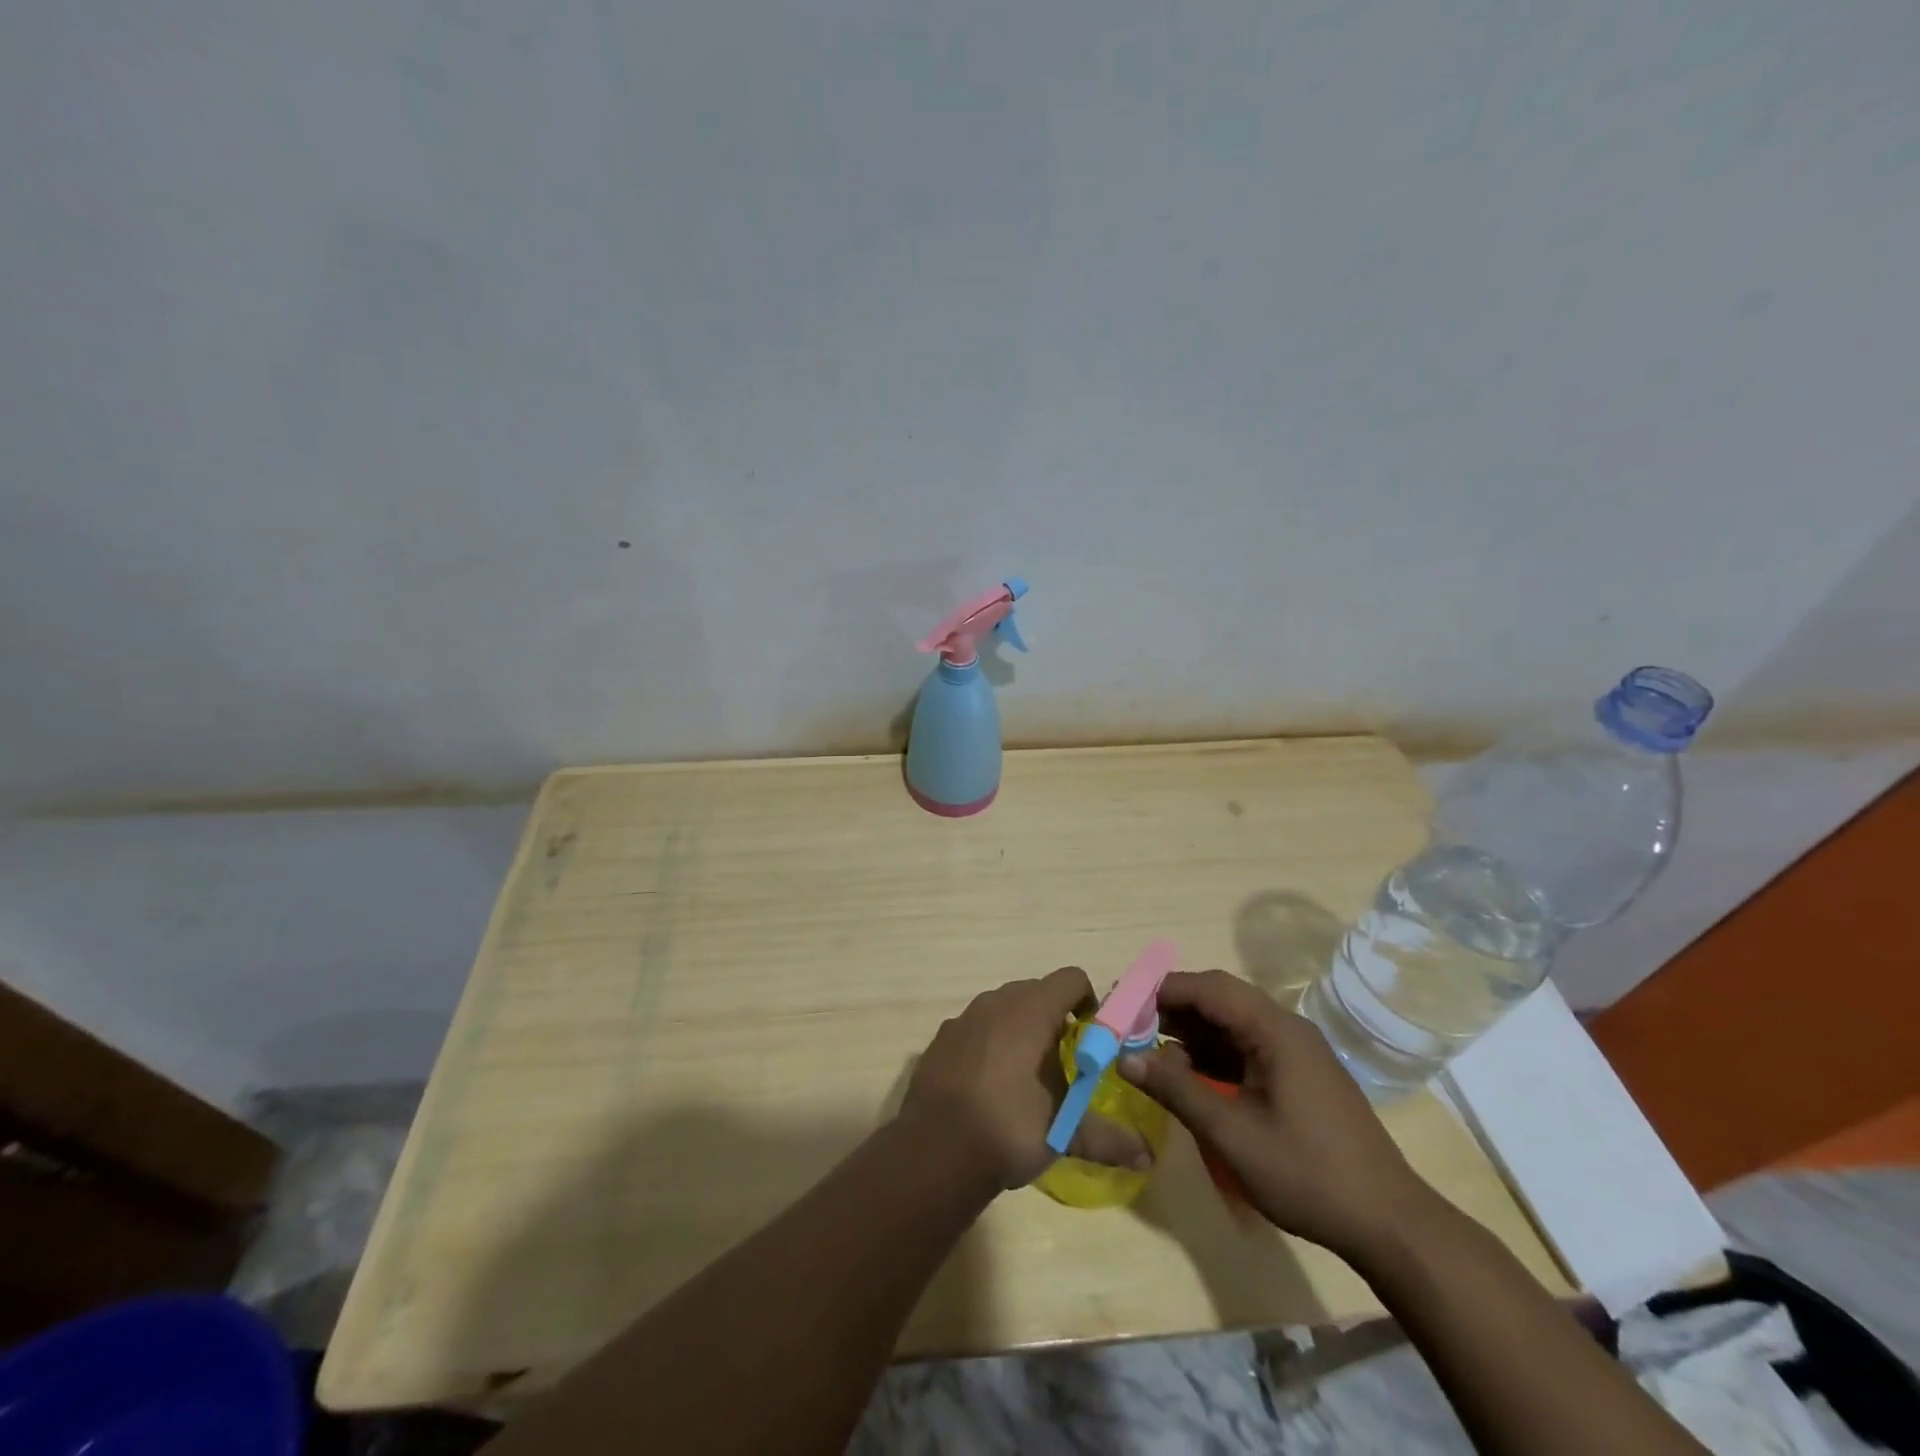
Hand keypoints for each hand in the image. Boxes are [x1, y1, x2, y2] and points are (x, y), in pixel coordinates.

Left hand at [900, 967, 1154, 1189]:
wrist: (935, 1149)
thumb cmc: (1009, 1127)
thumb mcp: (1064, 1132)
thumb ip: (1106, 1137)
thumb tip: (1147, 1157)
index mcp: (1031, 1009)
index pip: (1071, 979)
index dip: (1089, 1002)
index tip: (1092, 1036)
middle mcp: (997, 1001)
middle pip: (1036, 991)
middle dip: (1055, 1017)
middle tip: (1064, 1060)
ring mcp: (964, 1017)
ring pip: (1004, 1008)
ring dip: (1021, 1029)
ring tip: (1027, 1075)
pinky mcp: (942, 1037)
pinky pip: (976, 1027)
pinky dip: (989, 1043)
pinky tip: (989, 1084)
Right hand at [1118, 970, 1437, 1260]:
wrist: (1388, 1224)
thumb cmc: (1307, 1173)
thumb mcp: (1232, 1133)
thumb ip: (1177, 1089)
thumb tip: (1125, 1057)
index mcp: (1275, 1029)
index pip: (1208, 987)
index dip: (1161, 990)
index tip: (1121, 1004)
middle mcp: (1285, 1028)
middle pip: (1218, 999)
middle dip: (1171, 1008)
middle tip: (1128, 1026)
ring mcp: (1293, 1052)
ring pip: (1230, 1023)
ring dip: (1189, 1032)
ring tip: (1147, 1050)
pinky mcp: (1296, 1075)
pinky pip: (1244, 1047)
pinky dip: (1211, 1054)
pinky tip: (1186, 1075)